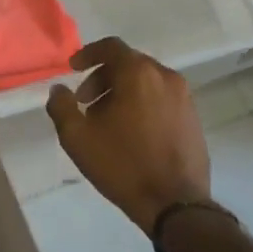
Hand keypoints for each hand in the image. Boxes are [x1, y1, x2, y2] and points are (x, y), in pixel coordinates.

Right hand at [47, 37, 210, 234]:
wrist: (175, 204)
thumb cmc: (122, 165)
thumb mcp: (77, 137)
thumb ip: (61, 106)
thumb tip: (58, 89)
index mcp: (138, 73)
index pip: (111, 47)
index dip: (87, 54)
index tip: (73, 70)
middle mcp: (165, 76)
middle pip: (129, 64)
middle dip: (103, 78)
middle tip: (85, 102)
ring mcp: (184, 97)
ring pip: (146, 81)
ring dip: (123, 92)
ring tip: (107, 121)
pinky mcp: (194, 118)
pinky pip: (162, 98)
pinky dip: (143, 104)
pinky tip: (132, 132)